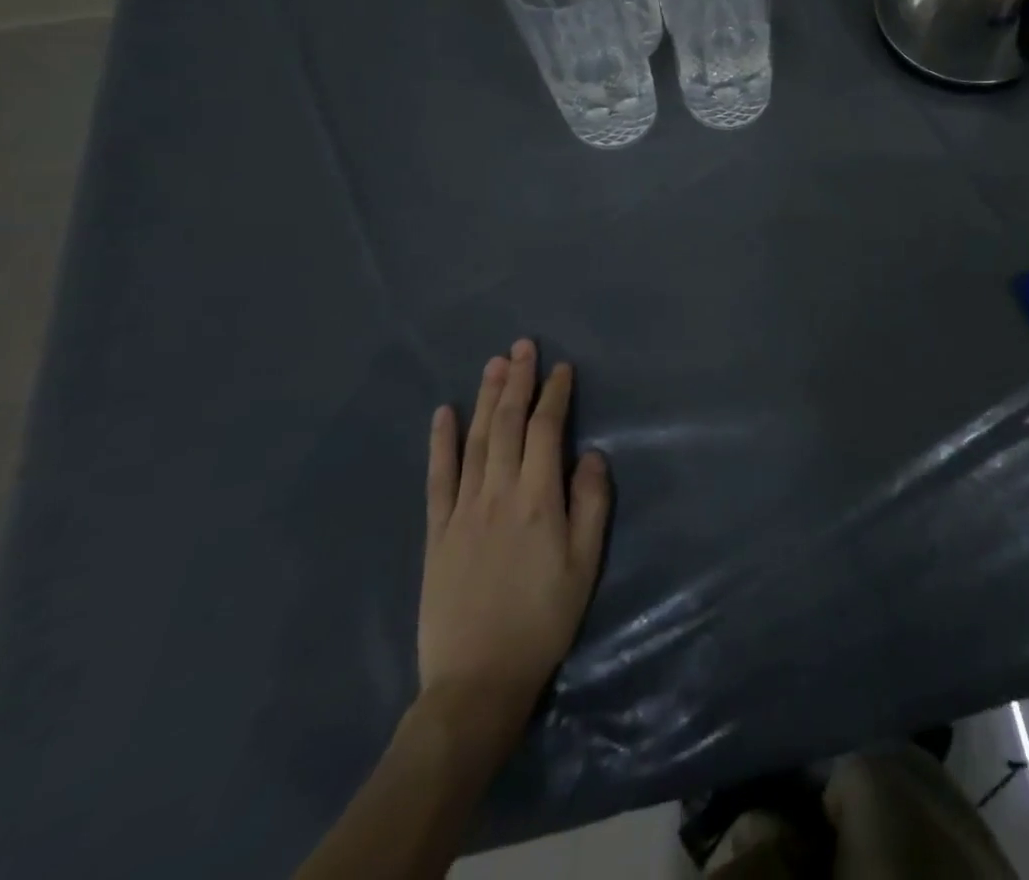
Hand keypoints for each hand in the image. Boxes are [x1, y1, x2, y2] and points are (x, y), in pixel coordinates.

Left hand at [417, 340, 610, 751]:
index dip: (554, 395)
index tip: (561, 368)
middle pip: (506, 425)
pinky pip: (438, 478)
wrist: (476, 681)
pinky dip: (440, 442)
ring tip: (493, 364)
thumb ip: (591, 504)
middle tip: (522, 346)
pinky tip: (443, 413)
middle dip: (516, 381)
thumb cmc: (544, 620)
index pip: (545, 431)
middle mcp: (498, 494)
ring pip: (474, 441)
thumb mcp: (585, 565)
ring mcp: (462, 510)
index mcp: (538, 500)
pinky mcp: (437, 532)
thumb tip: (590, 455)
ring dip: (484, 398)